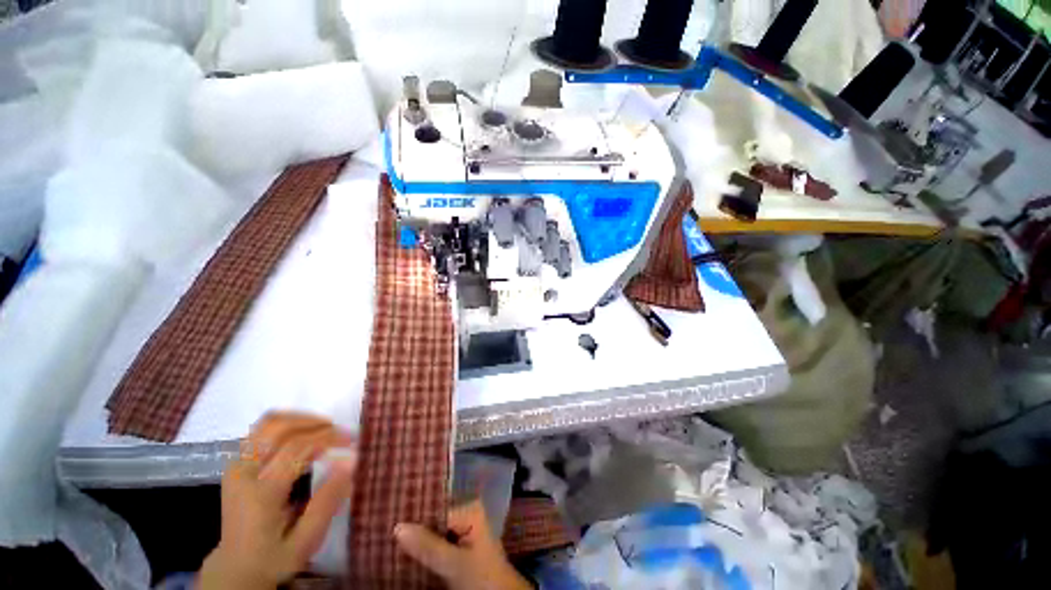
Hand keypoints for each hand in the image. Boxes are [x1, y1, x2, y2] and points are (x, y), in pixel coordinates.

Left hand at [199, 412, 356, 589]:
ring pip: (268, 422)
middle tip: (339, 432)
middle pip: (279, 427)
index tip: (352, 440)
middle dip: (315, 423)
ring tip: (324, 429)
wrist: (235, 567)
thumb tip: (350, 461)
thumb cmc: (275, 556)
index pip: (297, 448)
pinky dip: (287, 423)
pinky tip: (303, 434)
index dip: (328, 438)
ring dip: (301, 419)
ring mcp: (237, 465)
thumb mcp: (305, 540)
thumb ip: (327, 501)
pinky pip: (262, 429)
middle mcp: (243, 473)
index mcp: (260, 494)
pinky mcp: (237, 463)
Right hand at [394, 500, 531, 589]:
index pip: (434, 507)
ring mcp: (462, 530)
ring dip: (415, 541)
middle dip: (412, 529)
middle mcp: (465, 513)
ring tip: (389, 543)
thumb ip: (428, 546)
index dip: (412, 516)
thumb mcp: (454, 564)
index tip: (389, 520)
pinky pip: (436, 544)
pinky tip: (405, 555)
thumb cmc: (482, 578)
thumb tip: (398, 526)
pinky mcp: (458, 547)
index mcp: (469, 508)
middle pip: (433, 519)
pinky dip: (422, 551)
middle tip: (386, 532)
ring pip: (432, 533)